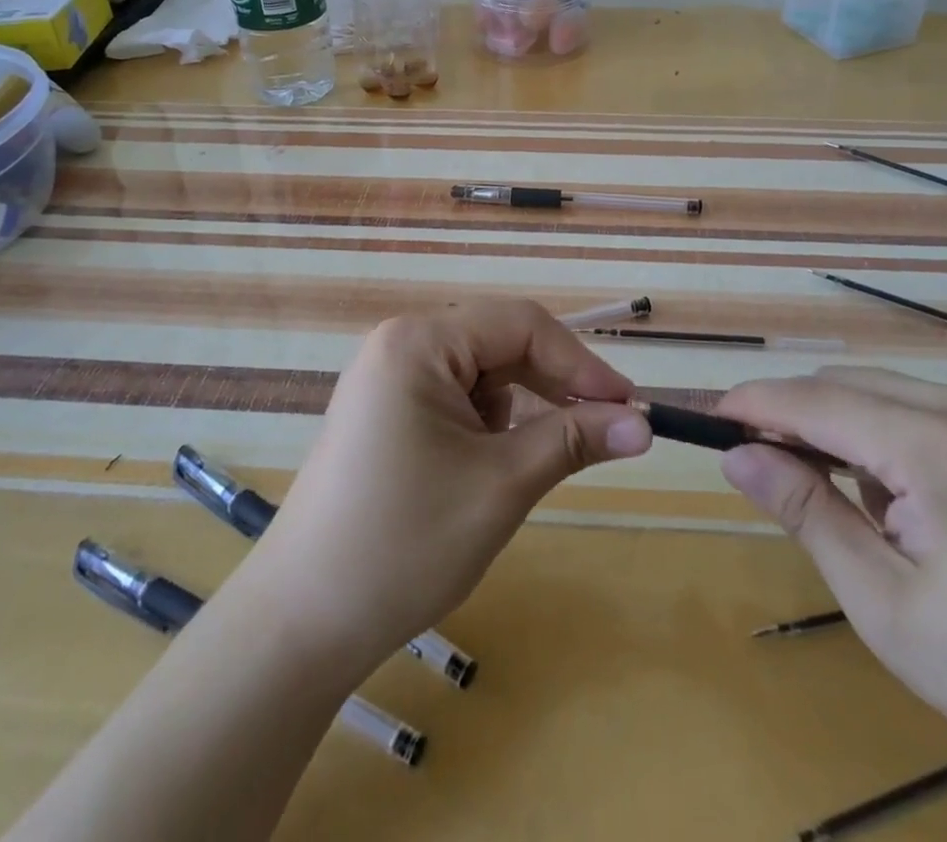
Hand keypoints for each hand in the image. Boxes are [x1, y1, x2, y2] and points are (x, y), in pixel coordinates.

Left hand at [242, 300, 651, 674]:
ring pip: (481, 371)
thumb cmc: (405, 543)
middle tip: (605, 430)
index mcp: (419, 342)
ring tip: (544, 456)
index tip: (629, 407)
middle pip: (500, 342)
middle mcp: (401, 344)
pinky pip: (456, 396)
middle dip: (553, 384)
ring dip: (522, 405)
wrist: (302, 622)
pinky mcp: (386, 411)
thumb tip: (644, 424)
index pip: (520, 324)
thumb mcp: (502, 485)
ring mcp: (389, 377)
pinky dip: (490, 422)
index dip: (580, 362)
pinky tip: (496, 463)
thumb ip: (574, 440)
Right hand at [717, 370, 946, 841]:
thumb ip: (806, 514)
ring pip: (887, 390)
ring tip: (856, 504)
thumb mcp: (885, 605)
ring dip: (847, 428)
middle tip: (766, 467)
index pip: (819, 401)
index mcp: (941, 449)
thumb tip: (737, 456)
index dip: (757, 404)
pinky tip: (911, 496)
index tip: (711, 418)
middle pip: (850, 386)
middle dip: (798, 417)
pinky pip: (931, 405)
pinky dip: (894, 433)